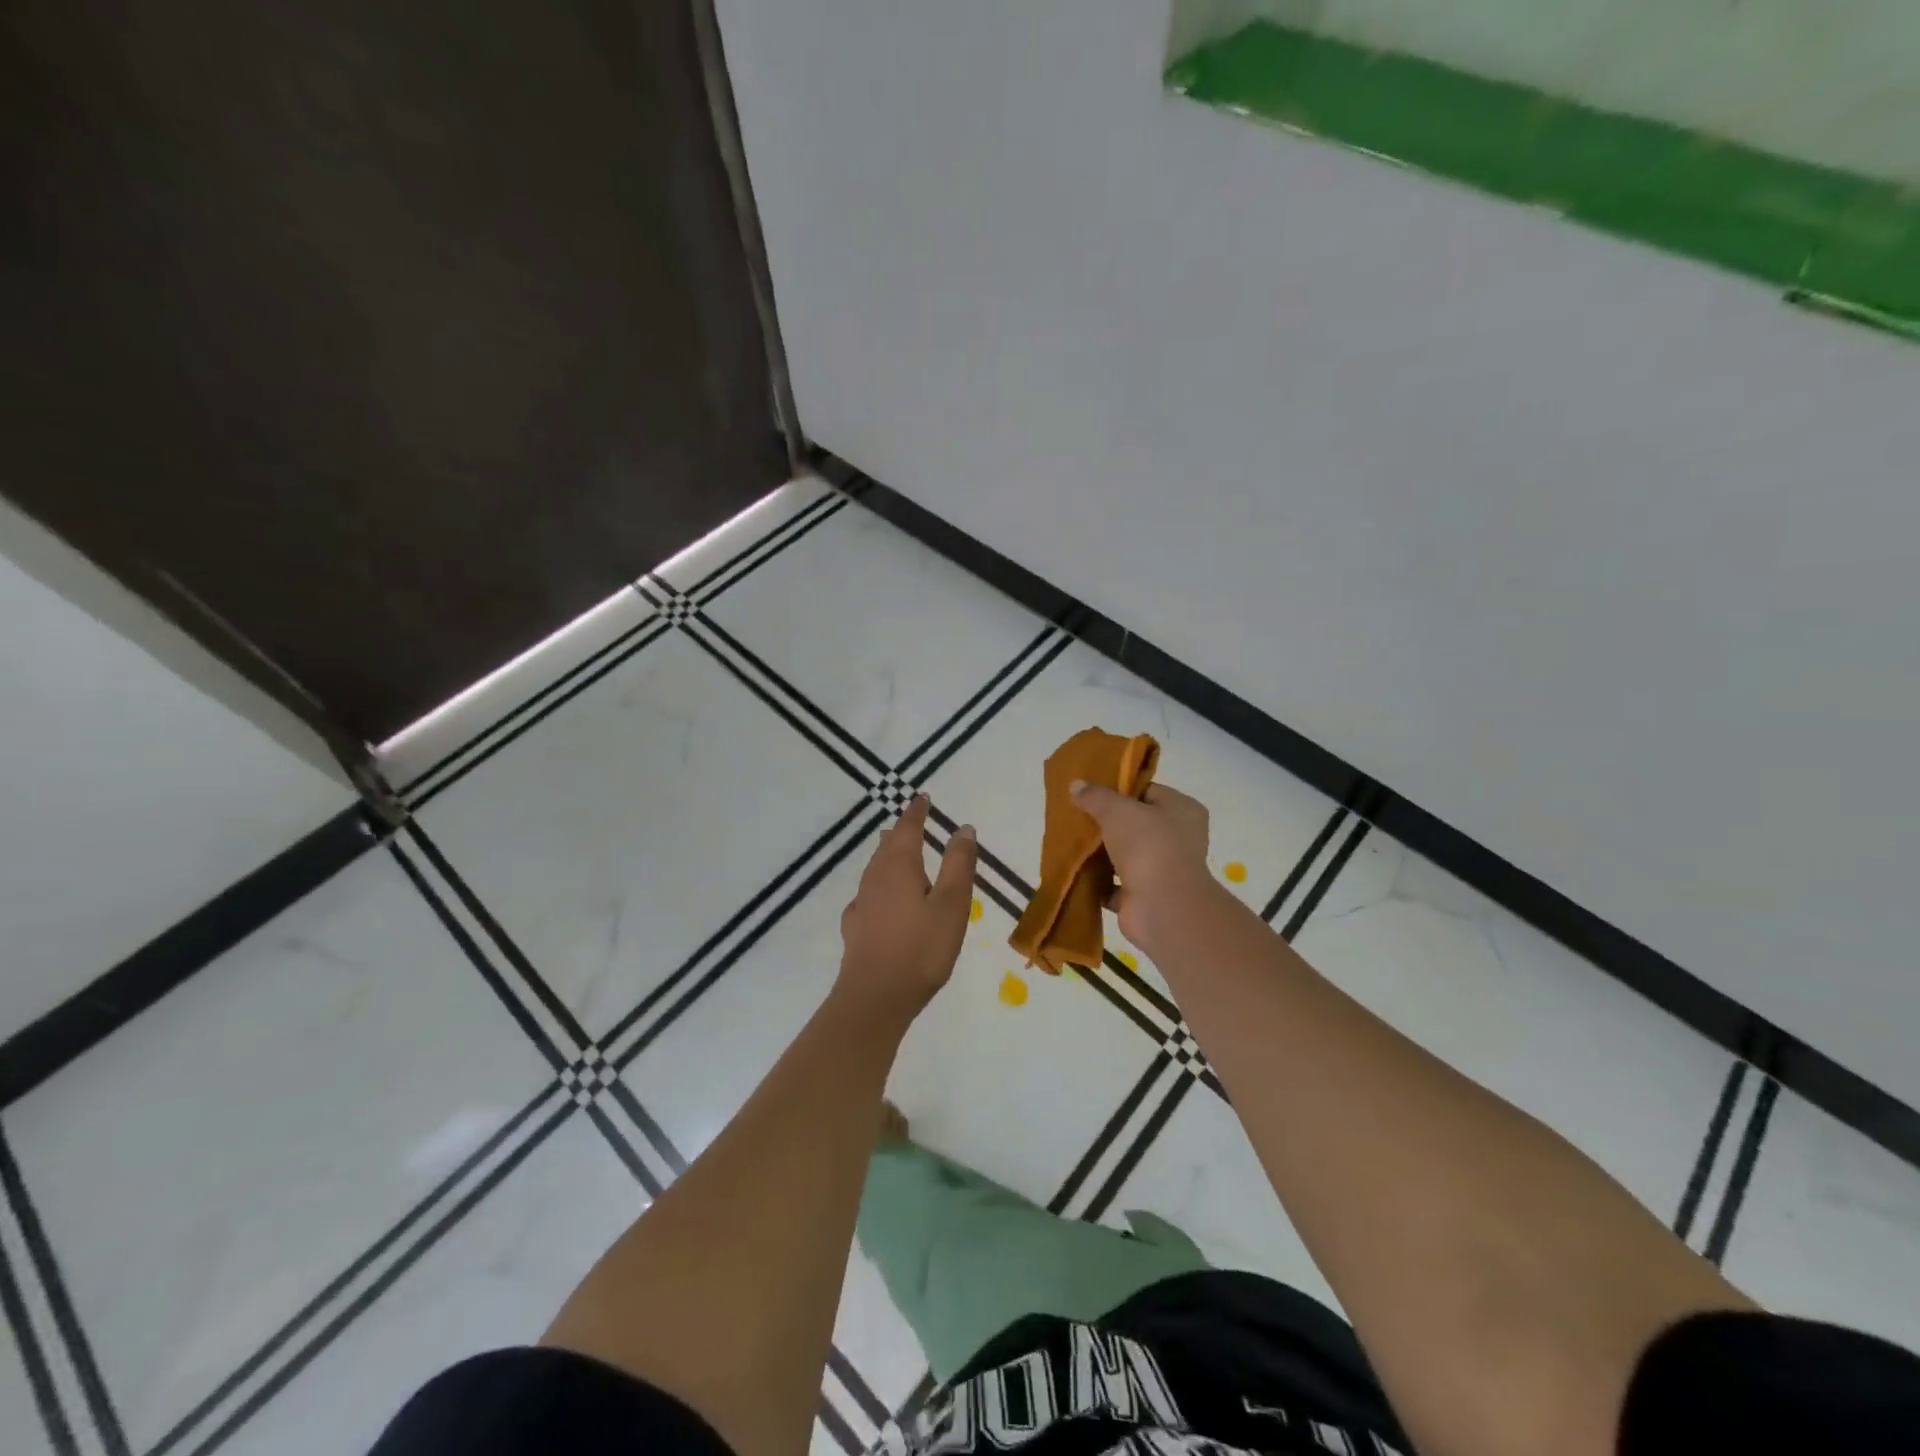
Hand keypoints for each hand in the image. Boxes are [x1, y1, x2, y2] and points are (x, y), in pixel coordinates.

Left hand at [836, 796, 977, 1024]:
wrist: (875, 997)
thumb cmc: (921, 948)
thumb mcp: (951, 904)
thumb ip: (958, 865)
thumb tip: (963, 828)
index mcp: (899, 867)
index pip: (908, 829)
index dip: (916, 812)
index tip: (922, 798)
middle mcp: (875, 878)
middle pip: (887, 846)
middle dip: (900, 831)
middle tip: (911, 821)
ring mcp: (861, 903)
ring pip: (875, 868)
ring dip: (888, 855)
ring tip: (896, 851)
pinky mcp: (855, 927)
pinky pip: (868, 893)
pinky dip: (879, 884)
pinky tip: (877, 898)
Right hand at [1070, 780, 1213, 953]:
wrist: (1161, 906)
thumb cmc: (1148, 846)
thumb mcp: (1117, 810)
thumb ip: (1096, 796)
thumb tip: (1076, 785)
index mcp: (1182, 810)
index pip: (1149, 791)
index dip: (1120, 789)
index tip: (1091, 790)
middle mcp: (1178, 839)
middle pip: (1135, 824)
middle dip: (1107, 822)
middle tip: (1077, 814)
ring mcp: (1163, 870)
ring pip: (1125, 855)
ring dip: (1101, 852)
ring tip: (1071, 840)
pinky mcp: (1145, 897)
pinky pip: (1115, 884)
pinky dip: (1097, 881)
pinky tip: (1074, 870)